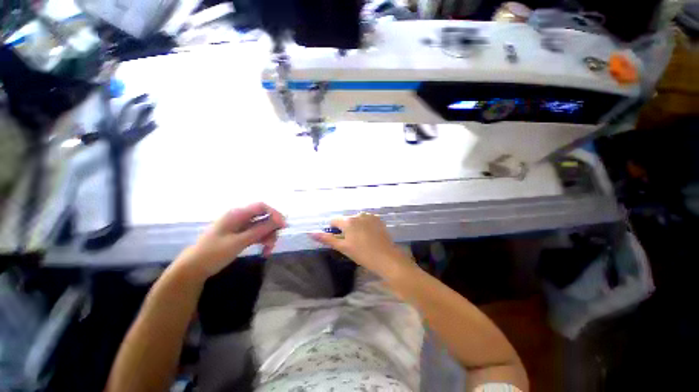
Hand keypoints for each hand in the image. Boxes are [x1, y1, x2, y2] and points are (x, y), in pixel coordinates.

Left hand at [176, 202, 285, 279]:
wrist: (193, 268)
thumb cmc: (213, 253)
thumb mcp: (238, 242)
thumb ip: (260, 230)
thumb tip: (280, 221)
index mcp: (237, 214)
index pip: (262, 207)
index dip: (275, 214)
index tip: (283, 226)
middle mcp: (240, 217)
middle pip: (264, 217)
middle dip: (272, 229)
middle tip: (273, 243)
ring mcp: (241, 226)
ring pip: (262, 227)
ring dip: (268, 237)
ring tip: (268, 251)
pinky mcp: (241, 235)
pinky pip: (257, 234)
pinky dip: (262, 242)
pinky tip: (264, 252)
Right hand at [310, 213, 413, 278]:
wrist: (387, 258)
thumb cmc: (362, 254)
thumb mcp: (343, 247)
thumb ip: (327, 239)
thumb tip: (310, 233)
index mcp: (348, 221)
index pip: (334, 221)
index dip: (334, 230)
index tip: (340, 240)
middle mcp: (358, 214)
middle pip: (346, 220)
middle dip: (346, 228)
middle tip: (352, 242)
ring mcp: (369, 216)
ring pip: (356, 219)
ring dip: (356, 226)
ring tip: (362, 240)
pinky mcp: (378, 219)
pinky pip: (366, 220)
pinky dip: (365, 225)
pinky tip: (370, 236)